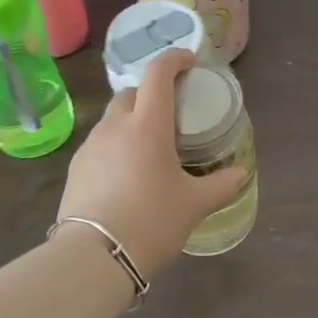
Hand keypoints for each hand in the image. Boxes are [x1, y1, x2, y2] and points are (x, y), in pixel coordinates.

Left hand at [56, 49, 247, 278]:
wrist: (93, 258)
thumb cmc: (151, 221)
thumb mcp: (194, 205)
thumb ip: (221, 185)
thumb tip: (241, 173)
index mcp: (148, 124)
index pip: (159, 72)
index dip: (174, 59)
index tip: (189, 62)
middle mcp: (116, 126)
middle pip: (133, 93)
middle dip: (152, 95)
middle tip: (171, 115)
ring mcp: (91, 146)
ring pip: (113, 119)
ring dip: (131, 122)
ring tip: (148, 150)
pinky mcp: (75, 168)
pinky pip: (99, 144)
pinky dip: (115, 146)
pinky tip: (125, 175)